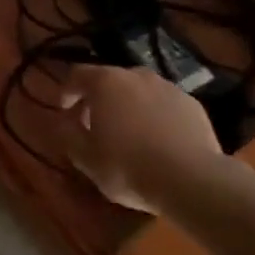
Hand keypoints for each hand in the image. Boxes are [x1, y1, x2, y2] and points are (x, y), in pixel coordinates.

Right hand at [55, 65, 227, 212]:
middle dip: (99, 99)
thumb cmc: (128, 167)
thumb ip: (68, 135)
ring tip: (129, 133)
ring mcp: (168, 87)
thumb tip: (63, 122)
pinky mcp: (192, 104)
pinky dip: (155, 116)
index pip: (77, 75)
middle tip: (94, 124)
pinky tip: (158, 141)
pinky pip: (164, 105)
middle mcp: (136, 76)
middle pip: (110, 80)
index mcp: (105, 83)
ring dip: (129, 106)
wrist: (192, 179)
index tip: (64, 110)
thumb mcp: (86, 158)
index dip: (67, 91)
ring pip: (140, 91)